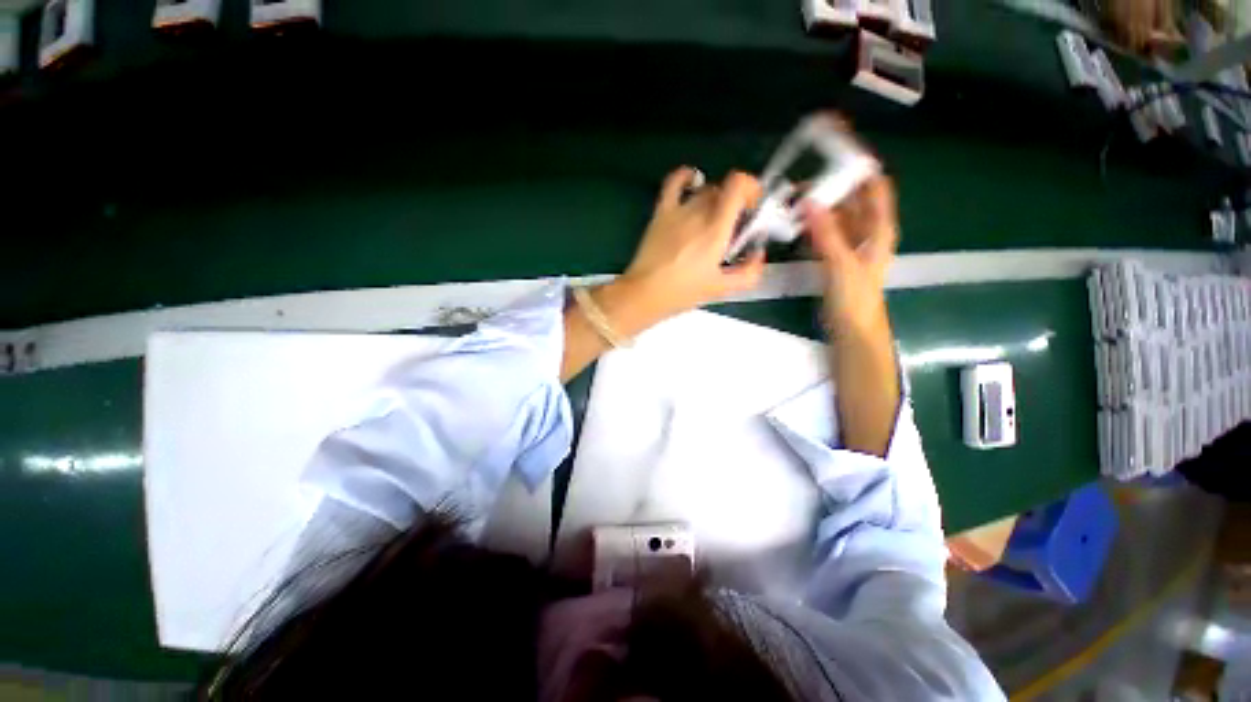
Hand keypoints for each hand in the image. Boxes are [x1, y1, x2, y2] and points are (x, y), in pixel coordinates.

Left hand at [618, 167, 766, 321]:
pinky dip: (686, 176)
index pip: (739, 185)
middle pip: (724, 190)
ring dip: (716, 200)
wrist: (645, 294)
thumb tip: (758, 255)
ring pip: (704, 190)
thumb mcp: (721, 289)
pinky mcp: (661, 212)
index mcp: (716, 230)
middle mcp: (698, 212)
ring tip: (713, 221)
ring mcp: (677, 210)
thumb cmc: (682, 292)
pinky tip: (693, 183)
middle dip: (735, 204)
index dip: (752, 188)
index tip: (753, 209)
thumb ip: (748, 272)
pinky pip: (673, 182)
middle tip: (733, 228)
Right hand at [802, 175, 897, 332]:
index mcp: (878, 227)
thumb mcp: (842, 264)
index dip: (859, 167)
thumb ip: (827, 233)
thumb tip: (808, 201)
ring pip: (833, 216)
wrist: (851, 328)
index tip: (836, 151)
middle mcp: (865, 230)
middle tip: (799, 184)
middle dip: (828, 188)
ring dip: (815, 208)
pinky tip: (793, 224)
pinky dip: (809, 226)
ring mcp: (848, 243)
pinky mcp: (832, 256)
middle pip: (850, 199)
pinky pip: (821, 233)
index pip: (874, 186)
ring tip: (791, 201)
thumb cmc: (856, 297)